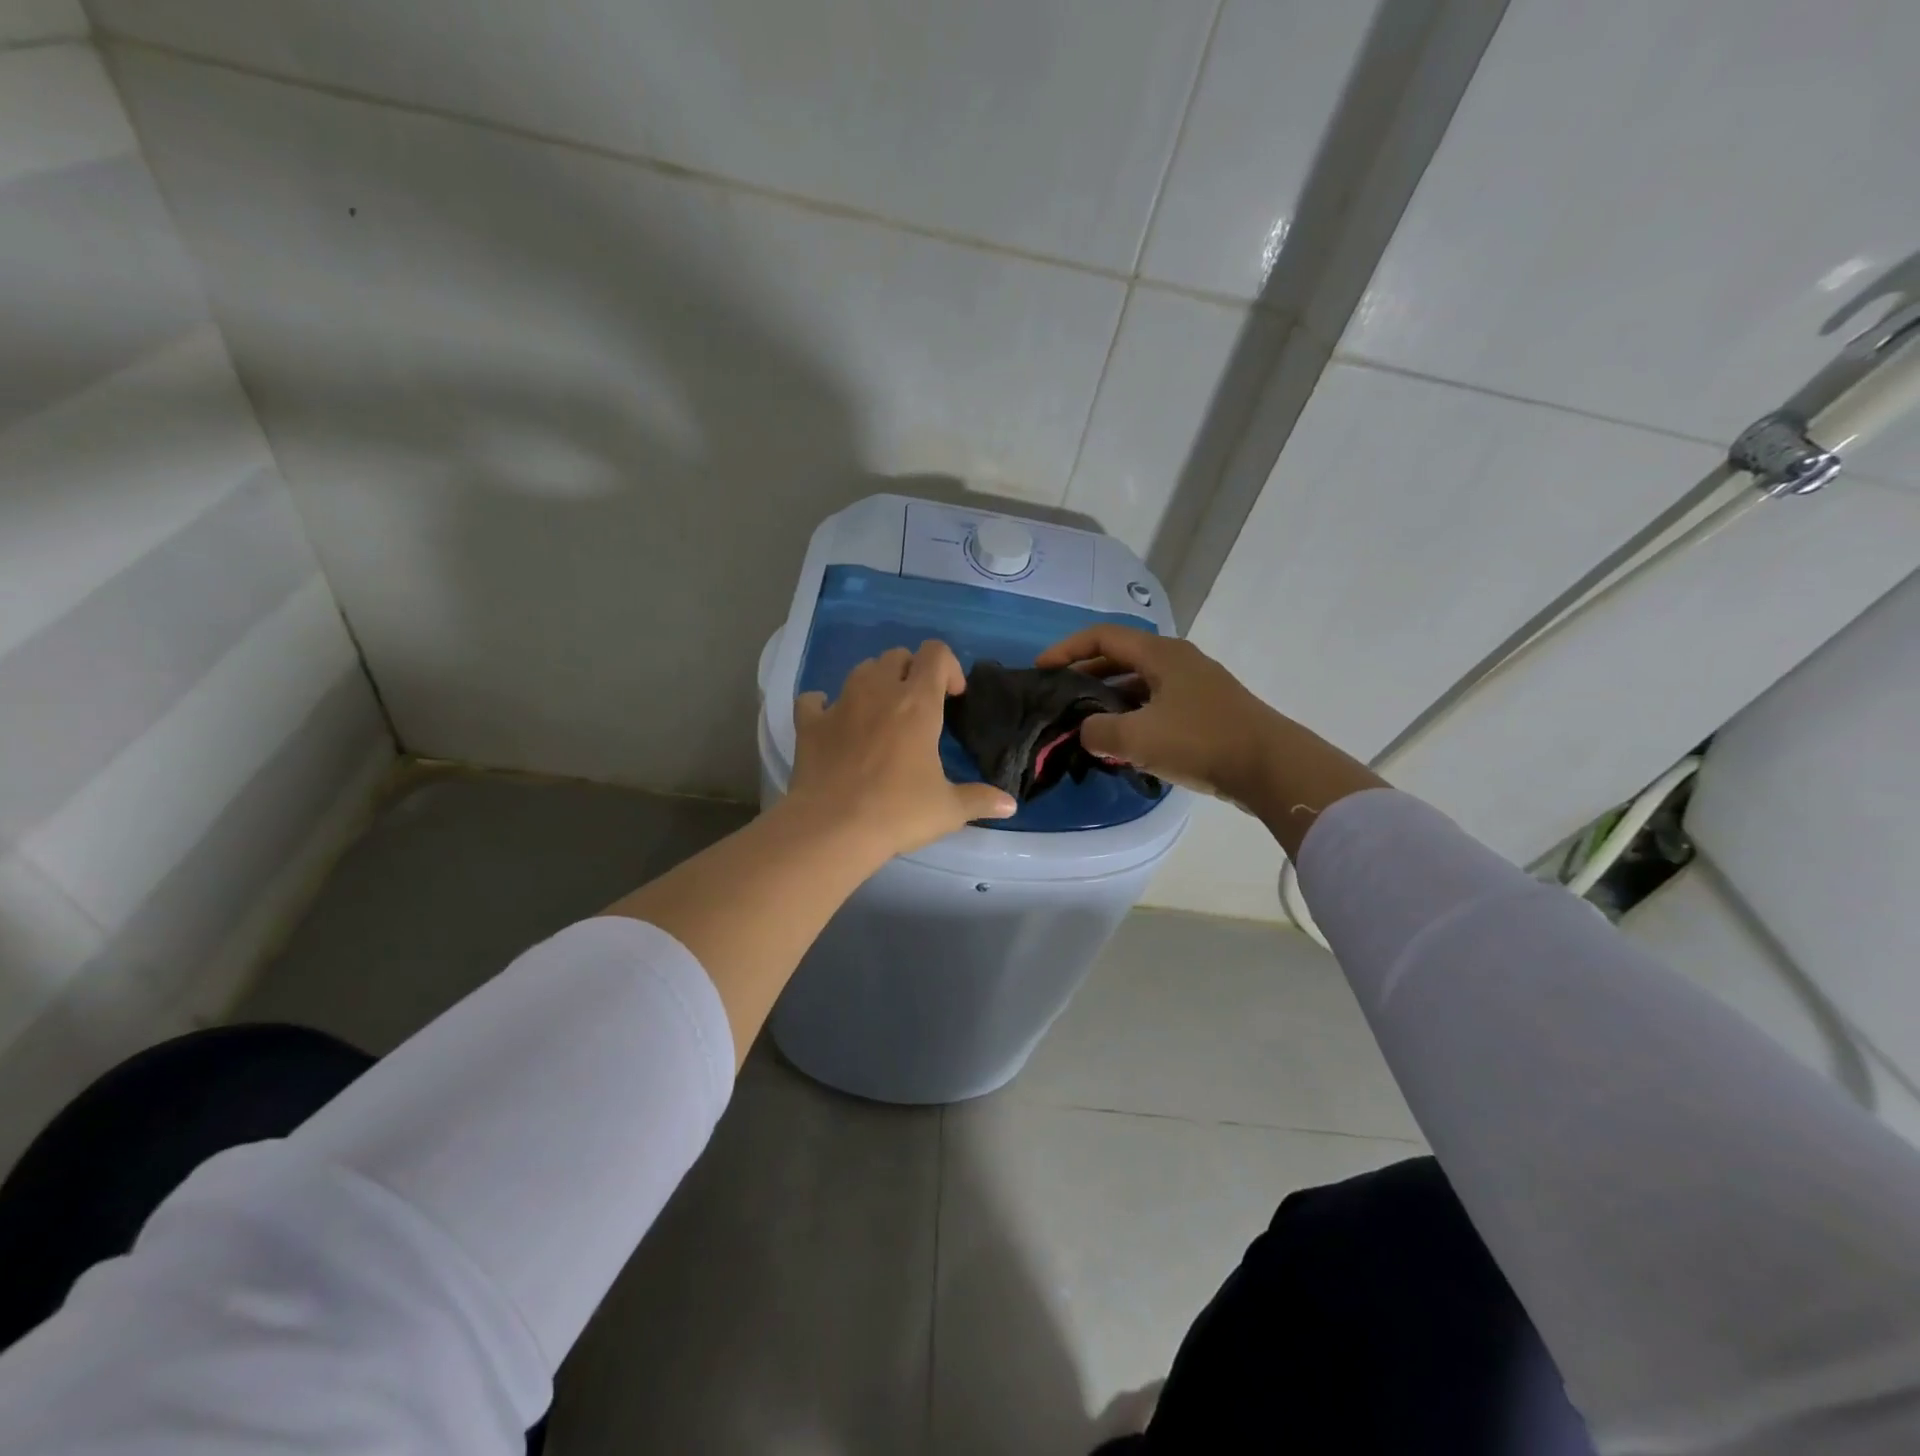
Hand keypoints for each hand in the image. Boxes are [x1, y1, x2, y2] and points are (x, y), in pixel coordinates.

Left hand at [786, 640, 1015, 858]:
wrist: (833, 828)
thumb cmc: (898, 812)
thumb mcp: (948, 809)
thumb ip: (980, 800)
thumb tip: (1010, 804)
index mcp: (917, 703)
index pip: (935, 654)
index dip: (948, 666)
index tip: (953, 697)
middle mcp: (878, 691)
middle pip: (896, 656)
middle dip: (911, 672)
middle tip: (918, 706)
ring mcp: (840, 704)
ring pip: (860, 670)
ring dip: (874, 682)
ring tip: (880, 712)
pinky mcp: (809, 724)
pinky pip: (814, 700)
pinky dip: (823, 706)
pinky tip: (832, 724)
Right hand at [1035, 625, 1285, 804]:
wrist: (1271, 767)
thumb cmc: (1200, 742)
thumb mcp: (1137, 738)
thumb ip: (1097, 732)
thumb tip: (1086, 731)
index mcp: (1160, 654)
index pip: (1102, 637)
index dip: (1066, 649)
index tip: (1041, 669)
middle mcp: (1177, 661)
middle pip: (1120, 658)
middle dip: (1085, 674)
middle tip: (1059, 697)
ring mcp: (1195, 685)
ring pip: (1139, 683)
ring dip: (1109, 698)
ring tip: (1085, 723)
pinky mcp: (1206, 710)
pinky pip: (1157, 703)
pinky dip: (1133, 715)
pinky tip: (1123, 743)